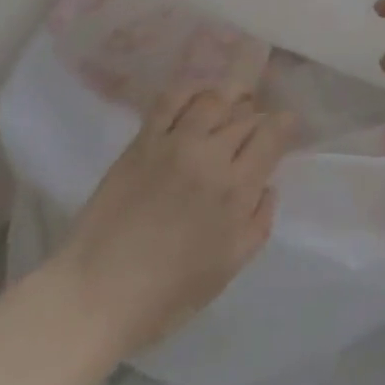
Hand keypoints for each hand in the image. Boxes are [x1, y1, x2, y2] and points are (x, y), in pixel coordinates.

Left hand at [57, 87, 292, 356]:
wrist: (97, 293)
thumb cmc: (166, 294)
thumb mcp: (227, 268)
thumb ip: (257, 224)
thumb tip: (268, 187)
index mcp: (236, 191)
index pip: (271, 137)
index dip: (284, 124)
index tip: (287, 124)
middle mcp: (211, 157)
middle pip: (246, 117)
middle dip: (259, 116)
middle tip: (258, 123)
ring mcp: (175, 143)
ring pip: (214, 99)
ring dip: (230, 97)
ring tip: (233, 101)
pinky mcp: (144, 139)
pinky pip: (172, 98)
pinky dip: (191, 90)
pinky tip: (198, 96)